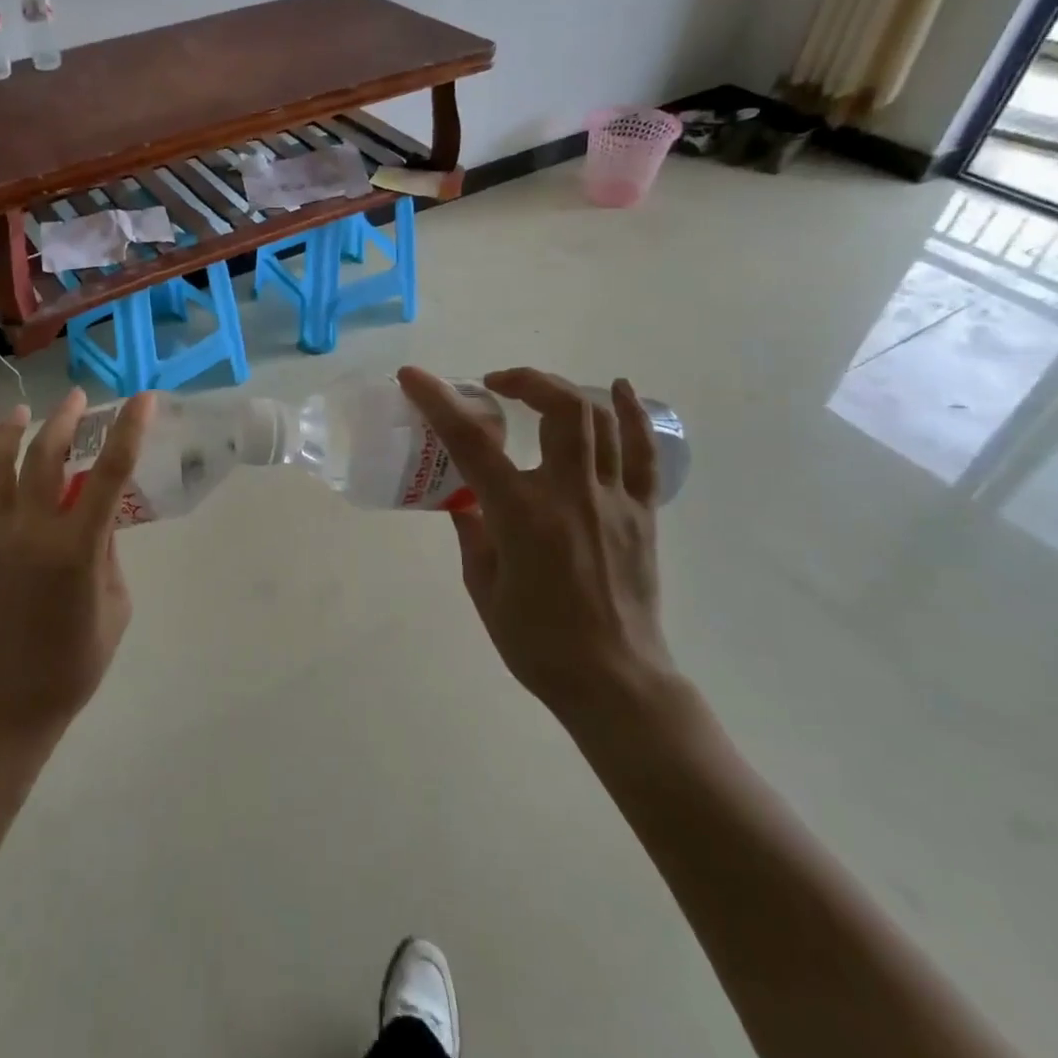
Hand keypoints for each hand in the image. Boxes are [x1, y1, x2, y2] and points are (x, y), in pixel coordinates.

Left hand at [0, 388, 152, 733]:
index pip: (110, 473)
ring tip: (22, 412)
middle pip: (46, 456)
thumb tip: (96, 514)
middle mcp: (30, 532)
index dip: (129, 430)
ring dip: (11, 432)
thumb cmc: (74, 660)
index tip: (141, 399)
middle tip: (77, 398)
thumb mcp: (116, 604)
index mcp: (77, 548)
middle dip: (65, 419)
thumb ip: (107, 552)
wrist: (6, 703)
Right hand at [397, 366, 675, 721]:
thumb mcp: (483, 586)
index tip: (413, 376)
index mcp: (522, 515)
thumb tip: (467, 499)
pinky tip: (618, 388)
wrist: (614, 681)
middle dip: (523, 380)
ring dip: (563, 391)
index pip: (472, 442)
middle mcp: (571, 495)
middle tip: (495, 385)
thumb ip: (472, 531)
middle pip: (559, 409)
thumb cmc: (537, 642)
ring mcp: (614, 500)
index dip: (438, 401)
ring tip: (536, 390)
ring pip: (599, 420)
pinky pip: (643, 452)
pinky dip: (631, 414)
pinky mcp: (643, 513)